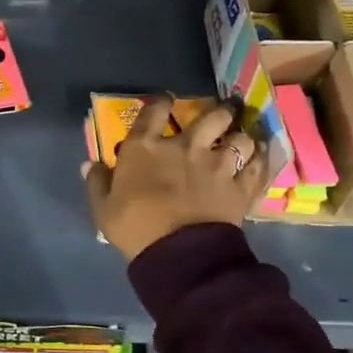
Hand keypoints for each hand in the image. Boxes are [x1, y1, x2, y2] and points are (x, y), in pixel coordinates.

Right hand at [83, 96, 269, 260]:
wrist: (178, 253)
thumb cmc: (135, 227)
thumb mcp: (104, 209)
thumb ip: (97, 183)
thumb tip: (90, 164)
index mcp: (146, 148)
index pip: (154, 111)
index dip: (161, 101)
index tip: (166, 99)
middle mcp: (185, 147)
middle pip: (211, 116)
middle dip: (219, 112)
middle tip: (222, 113)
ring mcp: (217, 165)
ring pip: (240, 138)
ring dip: (242, 137)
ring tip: (243, 140)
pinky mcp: (240, 187)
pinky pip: (258, 166)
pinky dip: (262, 159)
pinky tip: (262, 156)